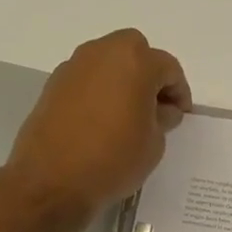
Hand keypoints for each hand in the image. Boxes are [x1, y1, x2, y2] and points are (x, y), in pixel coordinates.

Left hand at [7, 30, 192, 213]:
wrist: (51, 180)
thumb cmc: (113, 159)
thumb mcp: (154, 143)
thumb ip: (163, 118)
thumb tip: (161, 110)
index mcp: (135, 62)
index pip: (168, 68)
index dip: (179, 92)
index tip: (180, 115)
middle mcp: (103, 53)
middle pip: (135, 51)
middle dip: (149, 74)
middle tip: (155, 105)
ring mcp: (74, 66)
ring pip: (108, 61)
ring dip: (123, 79)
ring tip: (129, 114)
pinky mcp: (54, 84)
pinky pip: (88, 78)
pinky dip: (100, 90)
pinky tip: (103, 120)